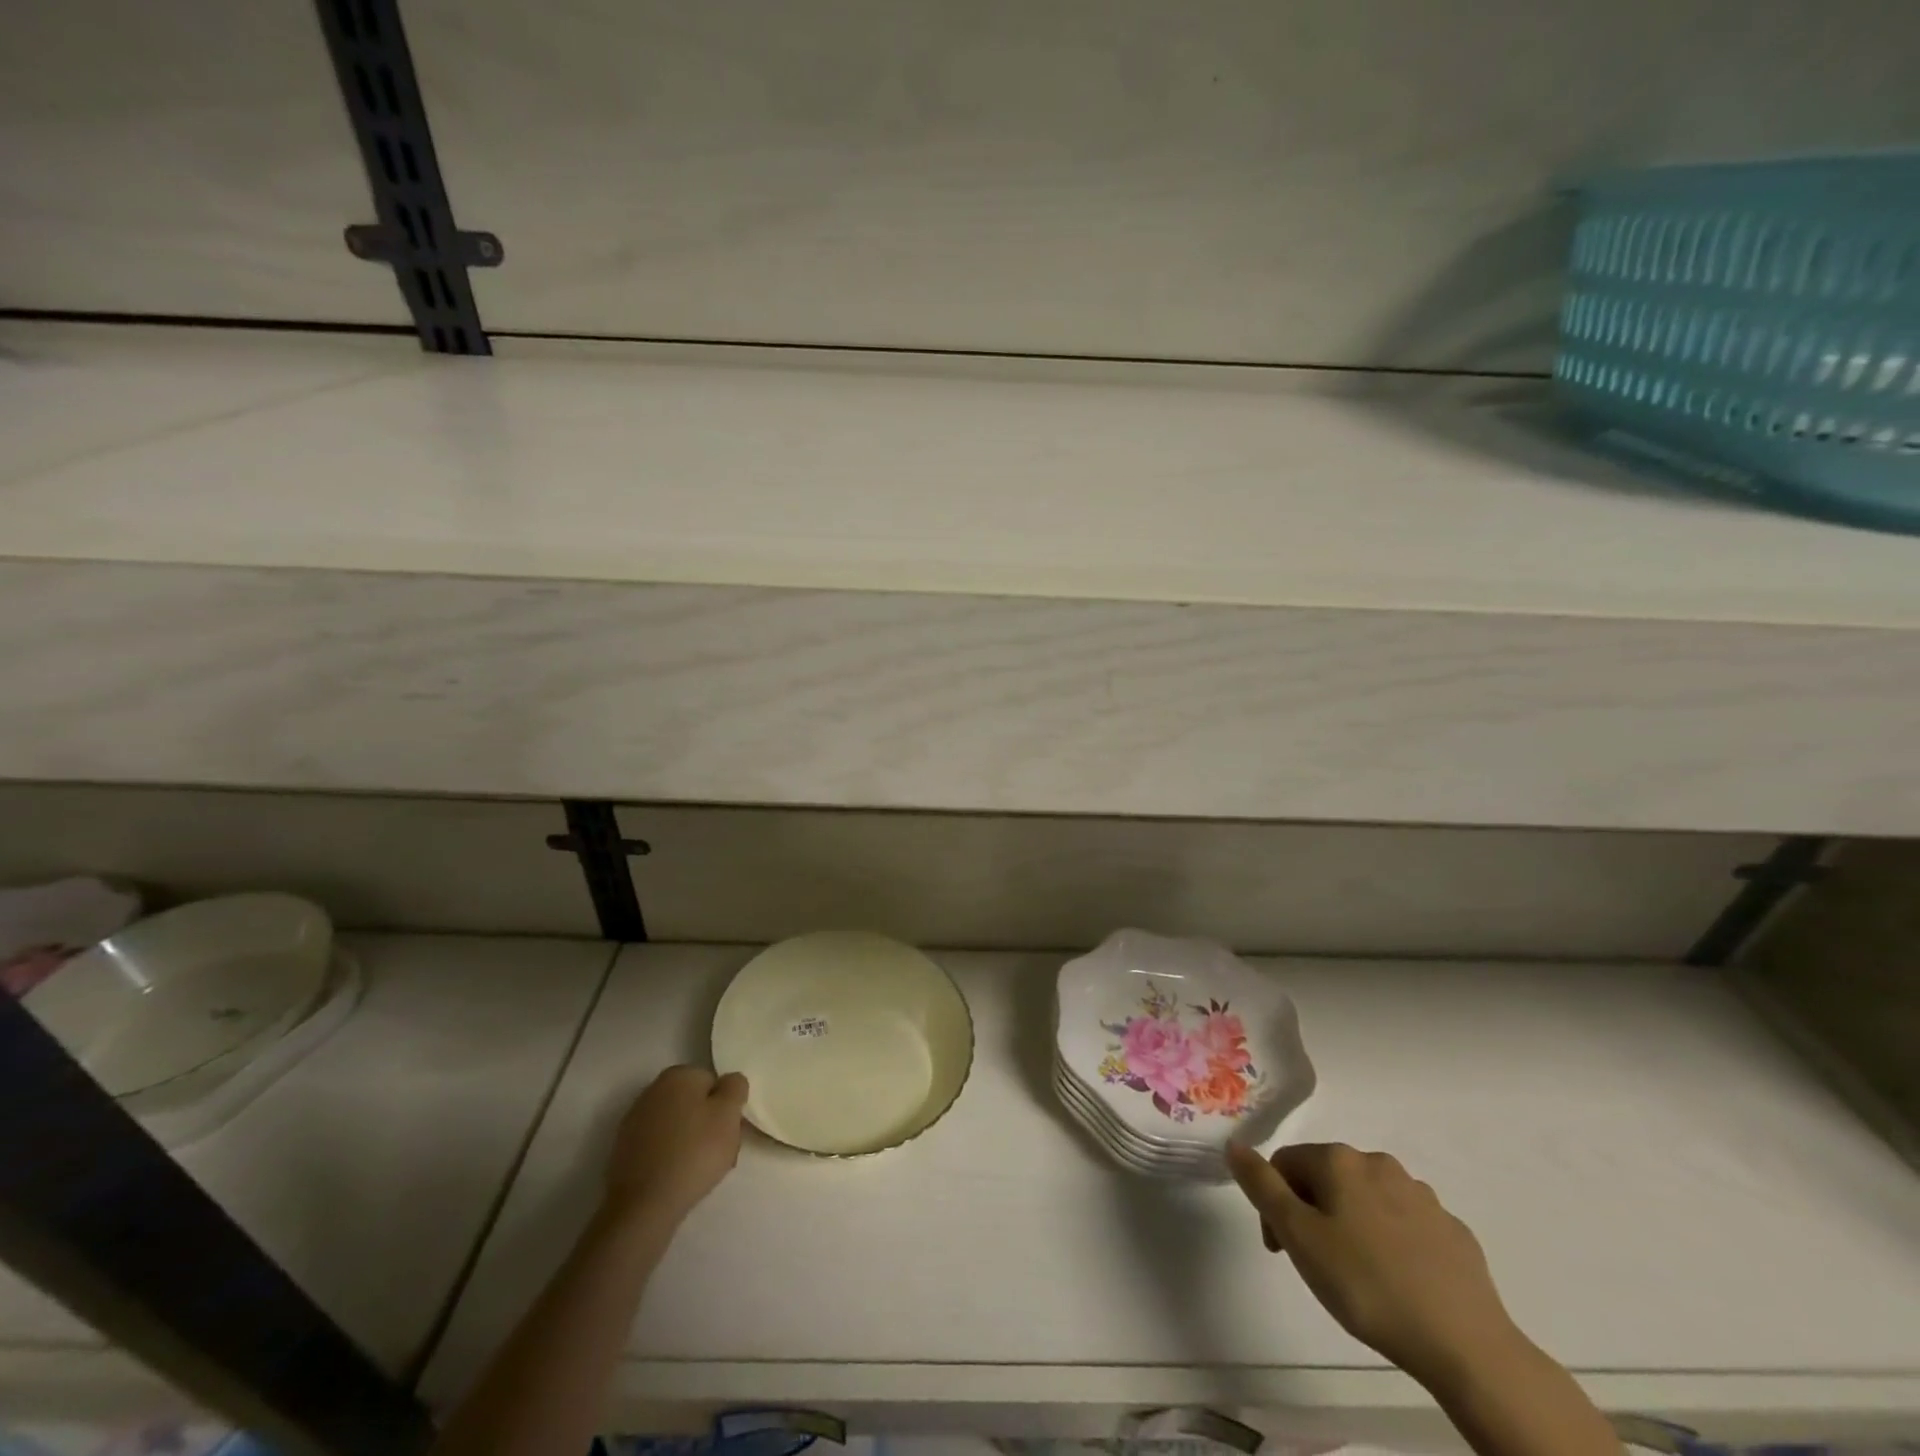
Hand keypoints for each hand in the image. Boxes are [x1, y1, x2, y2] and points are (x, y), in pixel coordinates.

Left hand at [603, 1066, 748, 1225]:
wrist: (643, 1205)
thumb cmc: (694, 1152)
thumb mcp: (729, 1114)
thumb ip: (735, 1087)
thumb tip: (729, 1082)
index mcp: (678, 1075)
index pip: (714, 1083)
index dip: (726, 1108)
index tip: (730, 1133)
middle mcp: (653, 1089)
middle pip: (694, 1103)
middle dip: (708, 1124)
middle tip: (720, 1153)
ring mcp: (635, 1120)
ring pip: (677, 1125)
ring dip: (690, 1141)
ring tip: (699, 1171)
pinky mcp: (624, 1150)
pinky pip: (659, 1145)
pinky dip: (670, 1156)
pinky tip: (676, 1177)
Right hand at [1226, 1142, 1522, 1389]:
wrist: (1467, 1345)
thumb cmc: (1367, 1285)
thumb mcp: (1299, 1237)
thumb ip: (1261, 1185)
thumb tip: (1234, 1144)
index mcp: (1339, 1160)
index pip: (1285, 1164)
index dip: (1273, 1204)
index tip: (1281, 1251)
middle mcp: (1378, 1163)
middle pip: (1326, 1179)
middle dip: (1312, 1214)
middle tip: (1317, 1265)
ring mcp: (1421, 1195)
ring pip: (1367, 1200)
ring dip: (1351, 1226)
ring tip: (1358, 1277)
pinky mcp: (1453, 1230)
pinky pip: (1406, 1225)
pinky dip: (1391, 1243)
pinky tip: (1398, 1281)